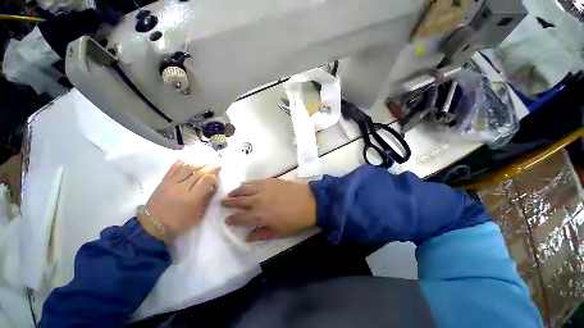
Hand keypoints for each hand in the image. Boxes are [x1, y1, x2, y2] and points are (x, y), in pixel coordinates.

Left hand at [140, 159, 219, 241]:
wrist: (153, 225)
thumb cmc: (179, 222)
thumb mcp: (198, 214)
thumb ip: (207, 198)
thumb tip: (213, 186)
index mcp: (192, 198)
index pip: (206, 180)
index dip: (214, 177)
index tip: (217, 177)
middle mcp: (182, 188)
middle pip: (199, 172)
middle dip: (211, 166)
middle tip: (218, 164)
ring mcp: (171, 183)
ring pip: (188, 167)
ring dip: (200, 162)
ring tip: (207, 161)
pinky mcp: (164, 181)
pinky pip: (174, 167)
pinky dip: (182, 161)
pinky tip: (190, 158)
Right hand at [221, 178, 316, 241]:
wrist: (309, 201)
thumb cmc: (295, 220)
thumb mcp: (279, 232)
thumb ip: (261, 234)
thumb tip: (247, 237)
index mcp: (259, 216)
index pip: (240, 218)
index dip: (232, 219)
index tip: (227, 219)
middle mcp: (257, 201)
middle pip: (238, 201)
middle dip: (228, 203)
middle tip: (222, 203)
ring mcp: (263, 188)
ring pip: (244, 189)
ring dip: (235, 191)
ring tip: (231, 193)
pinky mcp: (269, 180)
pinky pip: (254, 181)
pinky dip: (246, 183)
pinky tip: (244, 184)